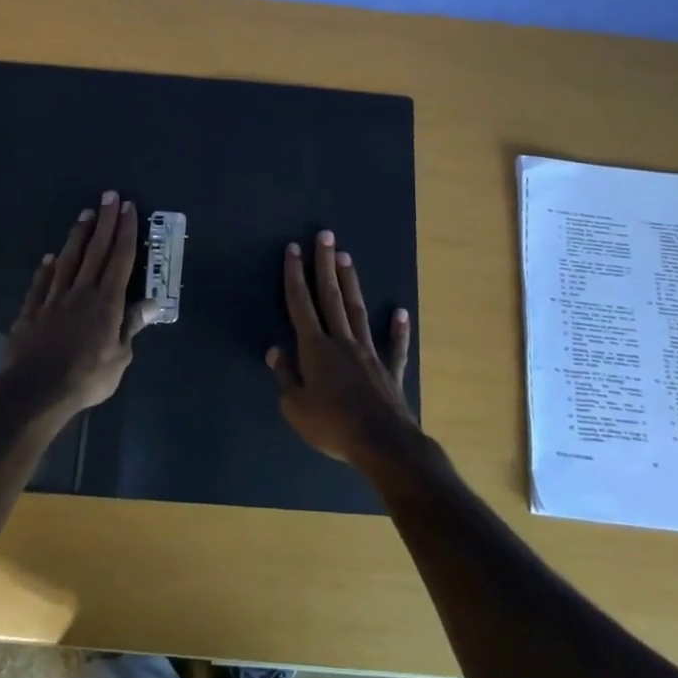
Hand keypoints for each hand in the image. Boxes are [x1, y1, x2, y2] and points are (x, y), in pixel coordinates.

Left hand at [3, 192, 147, 418]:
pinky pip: (40, 284)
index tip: (129, 208)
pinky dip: (45, 269)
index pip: (120, 259)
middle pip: (96, 250)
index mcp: (107, 302)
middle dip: (105, 221)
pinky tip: (49, 258)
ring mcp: (53, 299)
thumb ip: (130, 326)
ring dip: (78, 235)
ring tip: (85, 214)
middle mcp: (81, 291)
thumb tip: (151, 302)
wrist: (36, 390)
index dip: (126, 232)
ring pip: (68, 259)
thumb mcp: (119, 358)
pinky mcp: (31, 311)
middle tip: (109, 196)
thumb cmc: (86, 377)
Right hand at [267, 230, 420, 467]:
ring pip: (357, 310)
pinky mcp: (390, 369)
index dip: (295, 275)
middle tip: (325, 235)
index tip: (293, 249)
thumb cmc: (333, 425)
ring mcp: (369, 352)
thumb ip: (286, 377)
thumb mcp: (296, 408)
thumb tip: (276, 351)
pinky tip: (401, 312)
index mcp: (315, 348)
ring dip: (351, 282)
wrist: (382, 442)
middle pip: (330, 296)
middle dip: (325, 264)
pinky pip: (394, 346)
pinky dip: (398, 329)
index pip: (301, 303)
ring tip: (347, 257)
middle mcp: (342, 340)